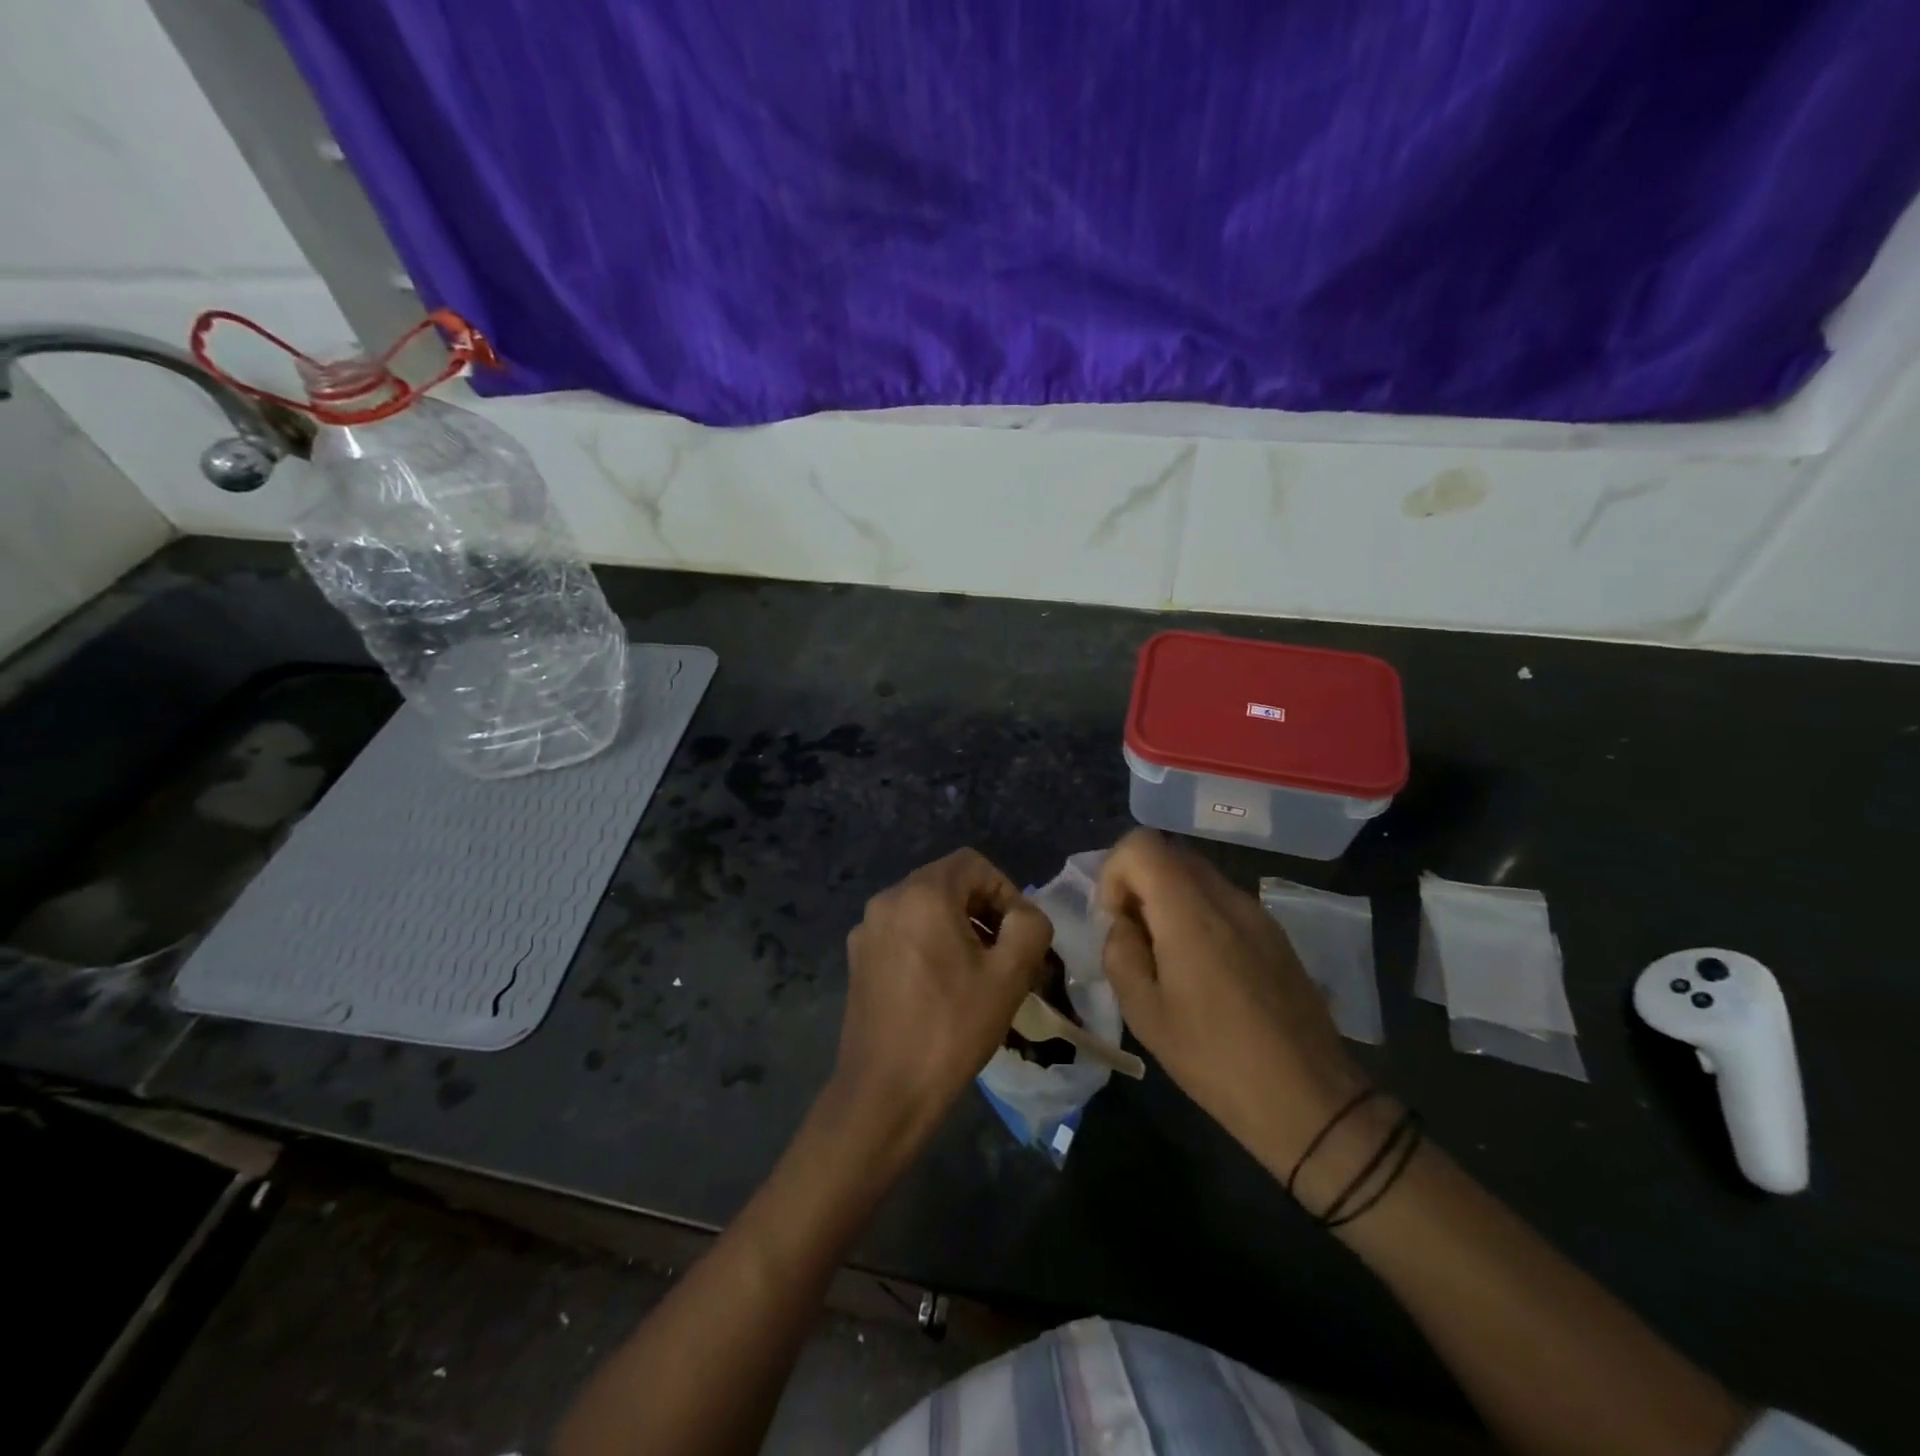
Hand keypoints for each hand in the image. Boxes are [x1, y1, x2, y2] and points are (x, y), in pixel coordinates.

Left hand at [834, 849, 1052, 1152]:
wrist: (884, 1090)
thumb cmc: (951, 1027)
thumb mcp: (1009, 975)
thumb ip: (1030, 927)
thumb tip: (1023, 916)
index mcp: (922, 893)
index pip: (973, 864)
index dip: (1005, 890)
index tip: (1019, 934)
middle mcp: (888, 900)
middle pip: (948, 883)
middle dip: (983, 911)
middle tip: (1005, 955)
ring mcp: (867, 930)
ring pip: (925, 909)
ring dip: (958, 929)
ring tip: (978, 974)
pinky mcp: (858, 959)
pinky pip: (904, 933)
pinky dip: (930, 944)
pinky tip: (943, 989)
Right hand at [1099, 830, 1366, 1175]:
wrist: (1308, 1100)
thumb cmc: (1214, 1058)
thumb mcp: (1144, 1013)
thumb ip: (1120, 952)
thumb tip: (1122, 923)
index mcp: (1190, 911)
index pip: (1141, 844)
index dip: (1114, 872)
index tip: (1115, 920)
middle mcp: (1226, 897)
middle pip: (1169, 854)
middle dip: (1139, 884)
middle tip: (1134, 939)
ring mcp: (1257, 913)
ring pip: (1197, 877)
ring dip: (1168, 901)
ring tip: (1167, 960)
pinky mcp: (1275, 934)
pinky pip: (1224, 902)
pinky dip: (1198, 916)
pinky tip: (1205, 973)